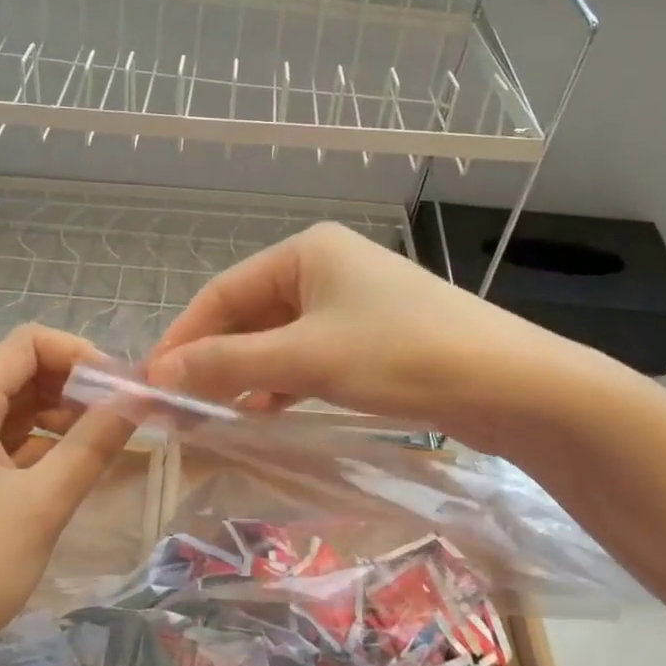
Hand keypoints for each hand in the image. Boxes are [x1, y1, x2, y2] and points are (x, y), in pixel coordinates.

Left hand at [0, 326, 134, 665]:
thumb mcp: (44, 503)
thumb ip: (94, 443)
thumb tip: (140, 397)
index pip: (26, 344)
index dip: (78, 353)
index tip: (120, 387)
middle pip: (19, 374)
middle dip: (73, 385)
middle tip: (121, 414)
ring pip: (12, 410)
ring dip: (59, 416)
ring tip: (104, 440)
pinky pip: (1, 445)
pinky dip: (38, 446)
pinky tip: (70, 467)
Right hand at [145, 222, 612, 452]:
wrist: (515, 385)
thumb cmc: (404, 355)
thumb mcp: (307, 359)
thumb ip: (228, 364)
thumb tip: (157, 376)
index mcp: (305, 251)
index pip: (222, 292)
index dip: (183, 337)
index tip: (150, 382)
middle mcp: (325, 267)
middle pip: (248, 314)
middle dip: (212, 358)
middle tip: (177, 405)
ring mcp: (351, 303)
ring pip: (277, 337)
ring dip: (244, 373)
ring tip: (212, 414)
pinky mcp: (372, 337)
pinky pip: (308, 355)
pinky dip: (281, 381)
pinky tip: (264, 411)